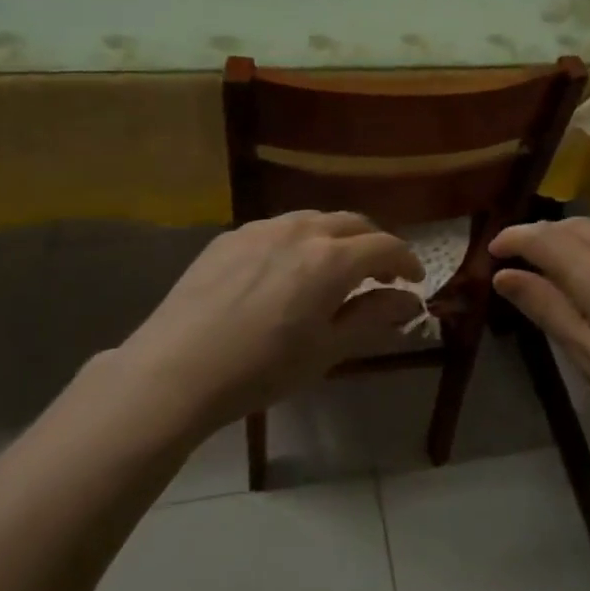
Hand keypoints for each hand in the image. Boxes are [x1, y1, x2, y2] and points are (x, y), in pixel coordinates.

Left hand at [111, 212, 422, 432]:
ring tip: (334, 269)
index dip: (406, 261)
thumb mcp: (327, 350)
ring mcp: (261, 228)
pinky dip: (298, 242)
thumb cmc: (262, 369)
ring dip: (336, 239)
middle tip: (379, 275)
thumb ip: (373, 318)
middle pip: (353, 223)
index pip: (385, 246)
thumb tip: (411, 301)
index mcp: (331, 259)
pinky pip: (277, 229)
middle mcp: (301, 231)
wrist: (175, 370)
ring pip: (314, 220)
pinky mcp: (230, 237)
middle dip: (374, 245)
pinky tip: (286, 272)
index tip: (414, 281)